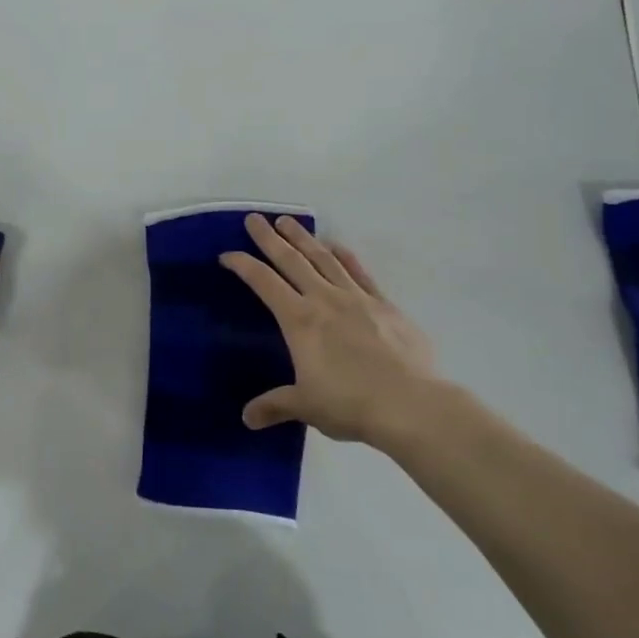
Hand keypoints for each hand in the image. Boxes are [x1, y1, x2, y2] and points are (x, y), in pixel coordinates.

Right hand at [221, 214, 450, 450]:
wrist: (412, 405)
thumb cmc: (350, 404)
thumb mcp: (305, 406)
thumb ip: (275, 406)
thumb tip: (247, 418)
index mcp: (299, 320)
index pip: (263, 283)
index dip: (243, 265)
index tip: (227, 255)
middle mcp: (324, 299)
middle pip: (291, 260)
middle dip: (269, 238)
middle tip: (254, 218)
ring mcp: (357, 298)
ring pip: (324, 258)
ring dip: (303, 238)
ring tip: (288, 221)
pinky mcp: (385, 305)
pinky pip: (360, 272)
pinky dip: (345, 256)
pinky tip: (336, 246)